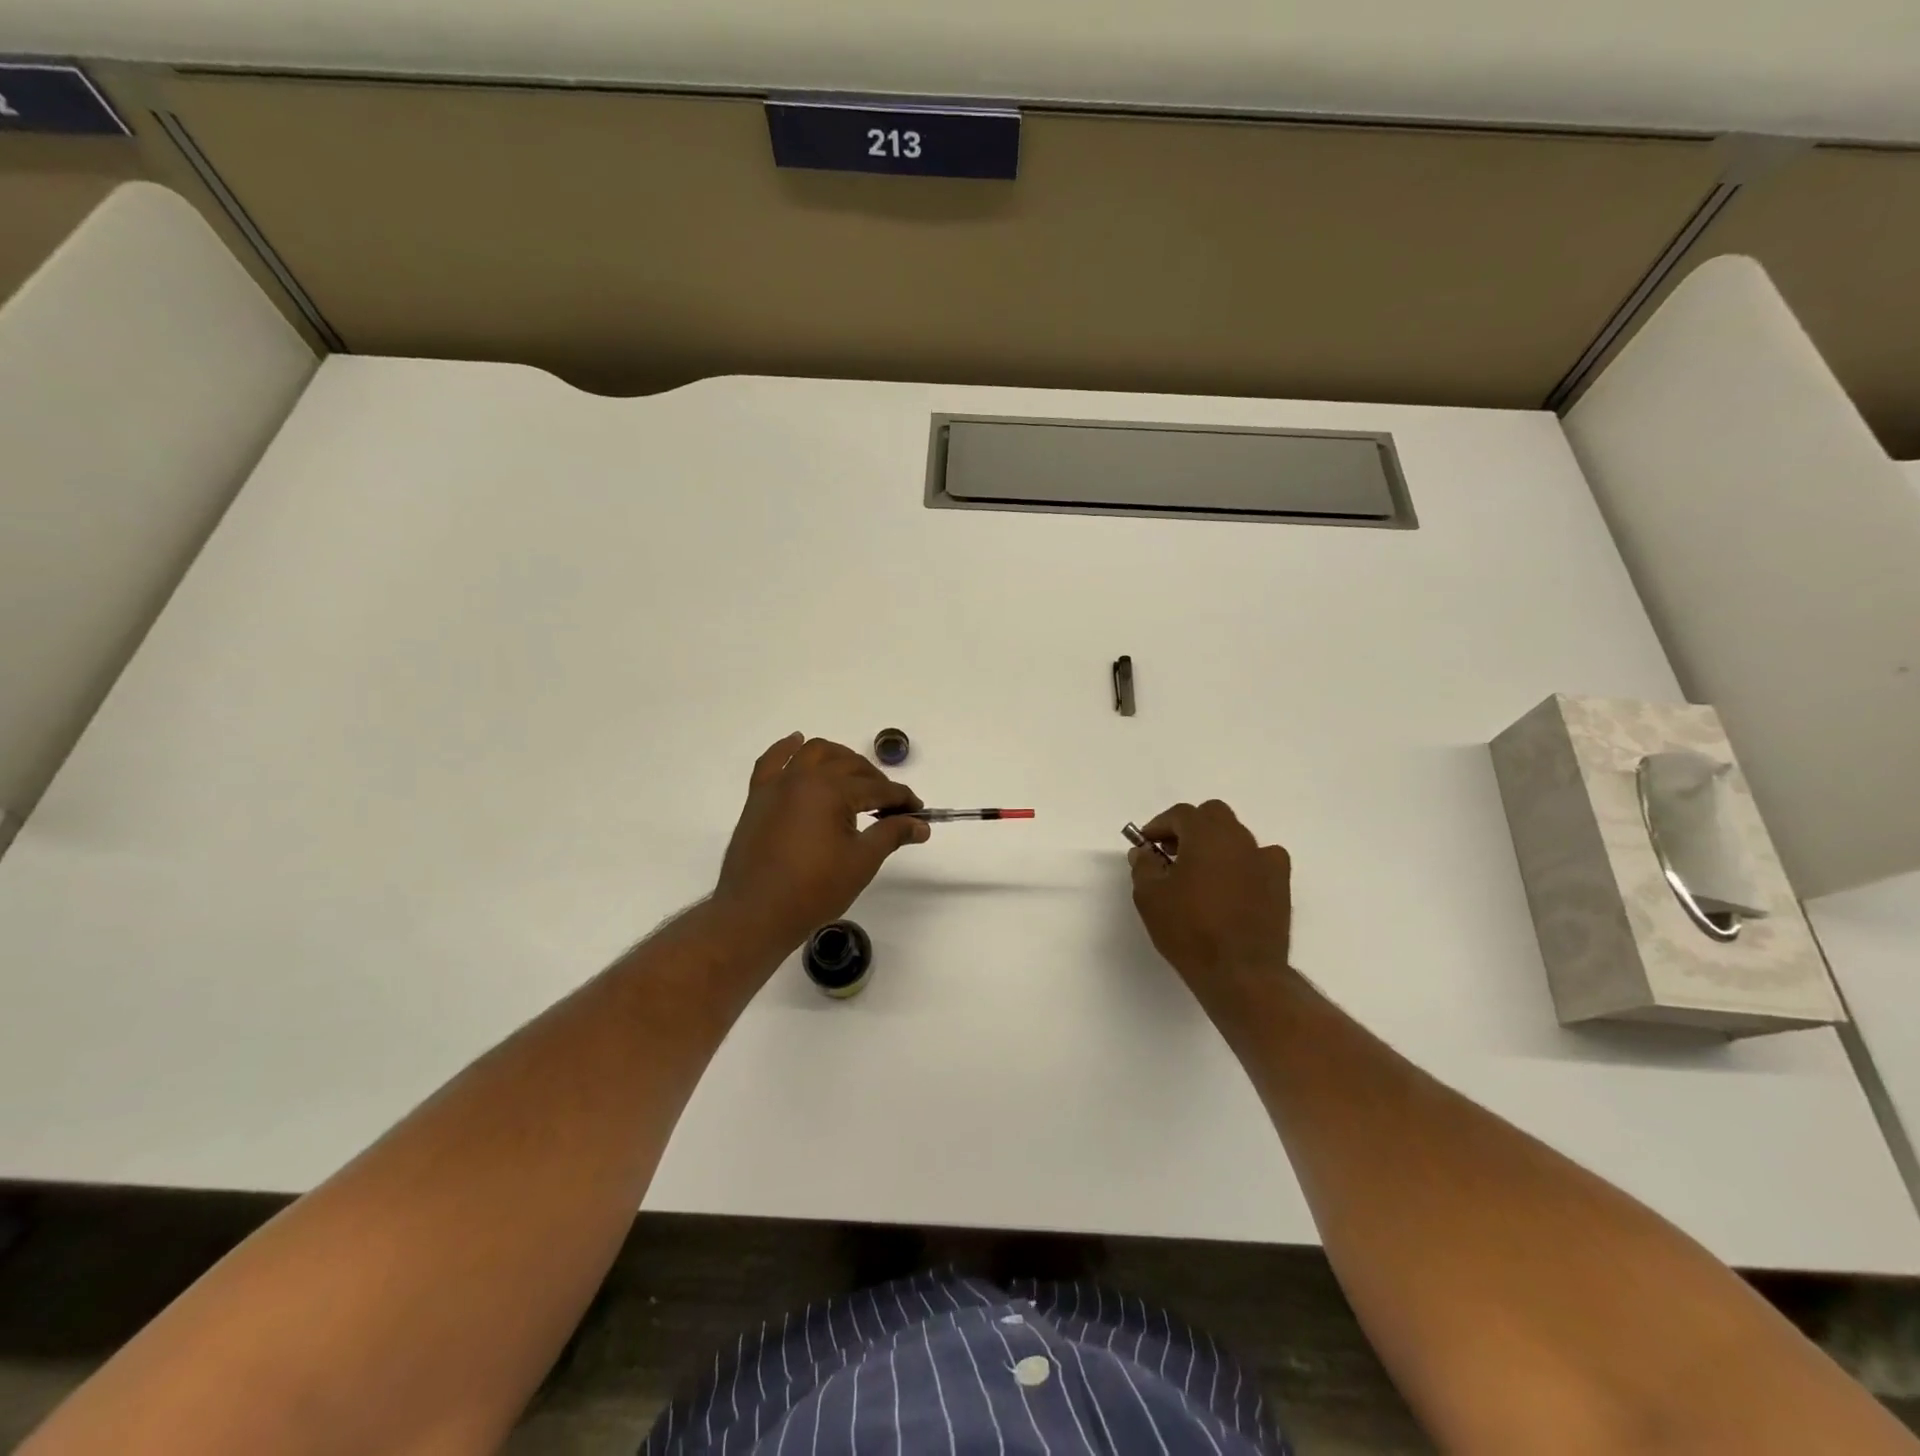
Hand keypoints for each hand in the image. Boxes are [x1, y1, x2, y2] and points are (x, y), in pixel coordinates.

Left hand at [711, 734, 929, 958]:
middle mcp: (804, 777)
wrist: (756, 913)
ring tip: (856, 778)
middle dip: (876, 781)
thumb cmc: (814, 890)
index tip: (918, 813)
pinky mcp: (758, 796)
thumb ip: (891, 834)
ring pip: (814, 753)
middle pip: (850, 765)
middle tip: (891, 807)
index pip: (878, 788)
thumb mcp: (861, 862)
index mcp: (831, 790)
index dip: (902, 800)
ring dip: (840, 758)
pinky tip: (797, 742)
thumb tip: (920, 825)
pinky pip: (772, 761)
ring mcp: (778, 784)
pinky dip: (787, 749)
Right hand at [1129, 800, 1292, 994]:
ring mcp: (1265, 860)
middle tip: (1172, 852)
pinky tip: (1233, 885)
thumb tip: (1145, 852)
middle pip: (1213, 816)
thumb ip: (1144, 866)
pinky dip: (1244, 863)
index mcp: (1206, 835)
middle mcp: (1239, 839)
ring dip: (1216, 844)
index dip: (1159, 825)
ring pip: (1237, 836)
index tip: (1146, 844)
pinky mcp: (1281, 884)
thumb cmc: (1189, 930)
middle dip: (1190, 827)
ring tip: (1200, 873)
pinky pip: (1261, 859)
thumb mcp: (1150, 896)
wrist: (1240, 972)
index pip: (1181, 814)